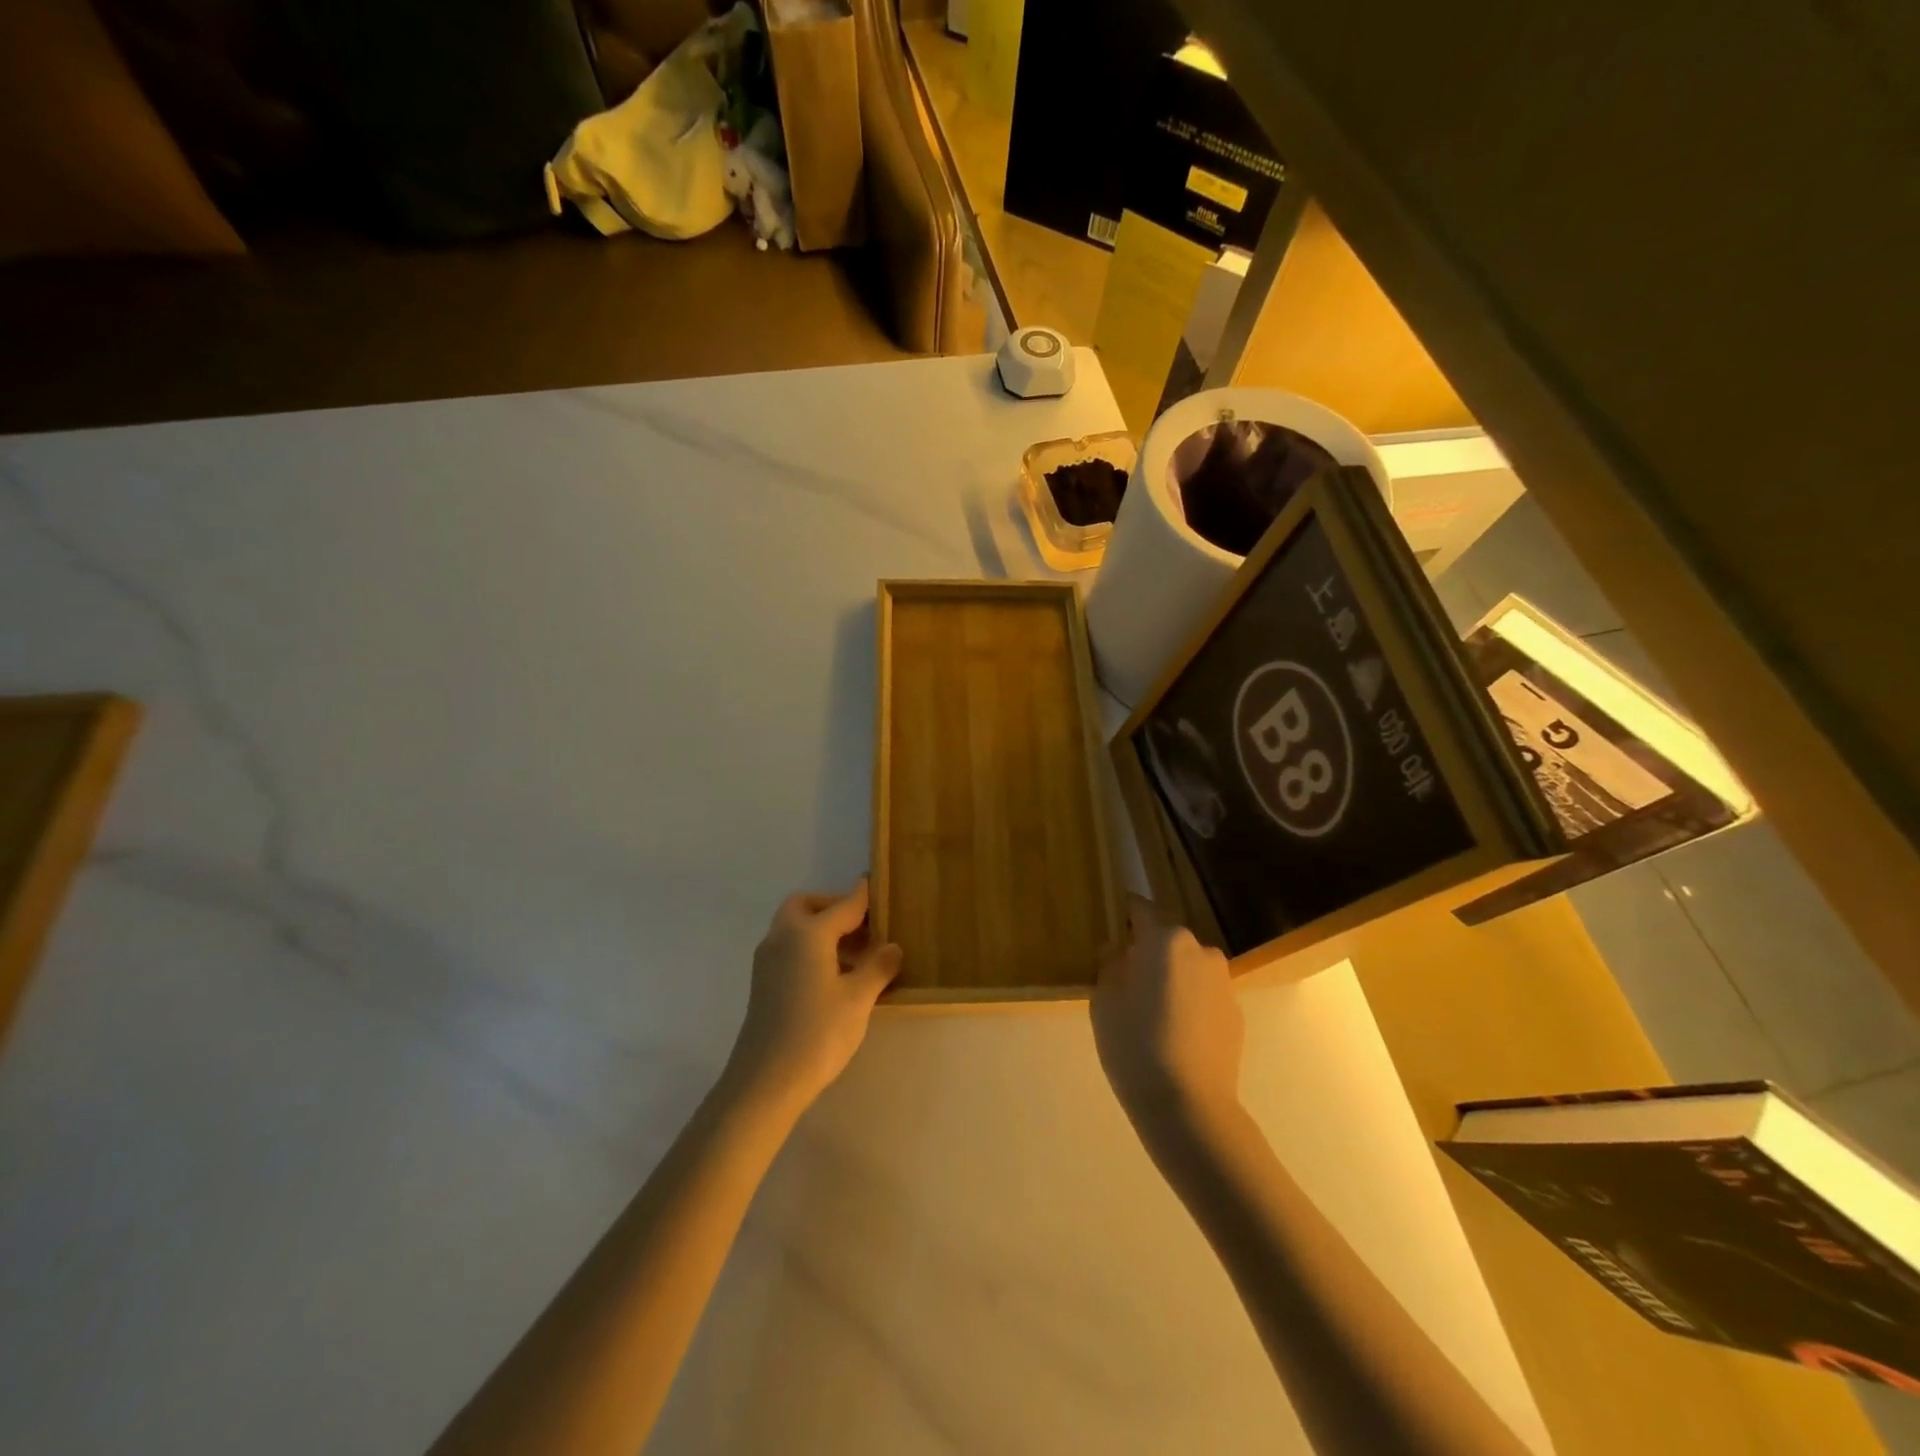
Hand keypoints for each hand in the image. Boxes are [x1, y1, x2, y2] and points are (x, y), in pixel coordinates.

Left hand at [727, 878, 902, 1112]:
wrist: (765, 1081)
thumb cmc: (818, 1033)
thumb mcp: (858, 999)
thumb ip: (877, 967)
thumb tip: (892, 947)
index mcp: (808, 933)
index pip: (843, 905)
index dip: (864, 896)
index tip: (879, 885)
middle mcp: (783, 937)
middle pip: (807, 906)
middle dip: (834, 908)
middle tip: (864, 926)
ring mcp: (768, 960)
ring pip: (795, 927)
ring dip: (823, 930)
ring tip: (858, 955)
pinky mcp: (763, 982)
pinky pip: (790, 948)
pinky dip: (811, 948)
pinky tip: (835, 976)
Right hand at [1092, 896, 1243, 1147]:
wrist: (1189, 1107)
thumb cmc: (1135, 1045)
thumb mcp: (1104, 1001)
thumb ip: (1110, 965)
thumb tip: (1119, 951)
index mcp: (1165, 940)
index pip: (1141, 910)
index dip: (1124, 915)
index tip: (1111, 926)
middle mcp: (1200, 950)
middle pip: (1167, 940)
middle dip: (1148, 952)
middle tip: (1126, 980)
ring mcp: (1223, 982)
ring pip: (1188, 967)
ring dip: (1171, 978)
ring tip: (1151, 1012)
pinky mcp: (1236, 1013)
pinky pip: (1204, 995)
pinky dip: (1189, 1003)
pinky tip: (1175, 1034)